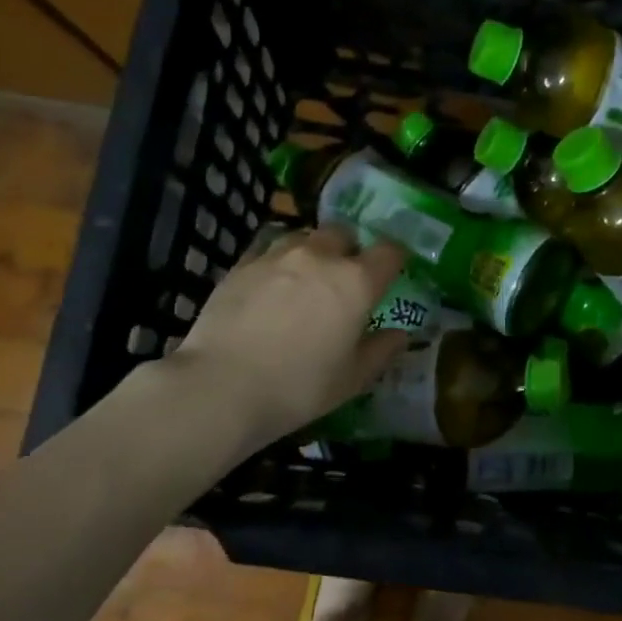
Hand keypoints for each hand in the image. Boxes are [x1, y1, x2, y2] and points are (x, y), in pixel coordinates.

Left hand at [173, 224, 408, 448]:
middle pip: (343, 233)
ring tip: (306, 279)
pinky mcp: (241, 265)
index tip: (392, 274)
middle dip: (350, 249)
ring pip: (304, 237)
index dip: (394, 260)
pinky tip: (271, 287)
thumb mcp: (352, 379)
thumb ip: (381, 351)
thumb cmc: (299, 387)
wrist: (221, 386)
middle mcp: (320, 257)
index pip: (389, 251)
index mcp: (356, 282)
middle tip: (345, 278)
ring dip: (313, 251)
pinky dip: (278, 262)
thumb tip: (400, 335)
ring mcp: (276, 256)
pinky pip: (268, 251)